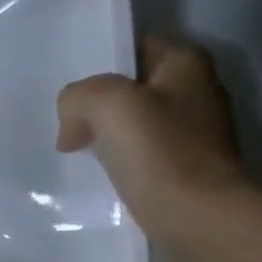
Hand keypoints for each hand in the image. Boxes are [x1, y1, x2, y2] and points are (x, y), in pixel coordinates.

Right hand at [56, 37, 247, 243]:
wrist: (198, 215)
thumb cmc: (158, 151)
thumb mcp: (106, 103)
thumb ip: (79, 95)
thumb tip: (73, 119)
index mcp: (186, 64)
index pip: (135, 46)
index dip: (99, 61)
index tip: (68, 84)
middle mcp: (195, 91)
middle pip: (130, 86)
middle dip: (96, 101)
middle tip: (63, 119)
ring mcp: (192, 132)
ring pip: (131, 121)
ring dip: (102, 132)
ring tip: (71, 147)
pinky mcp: (182, 166)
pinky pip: (137, 152)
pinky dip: (115, 158)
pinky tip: (95, 171)